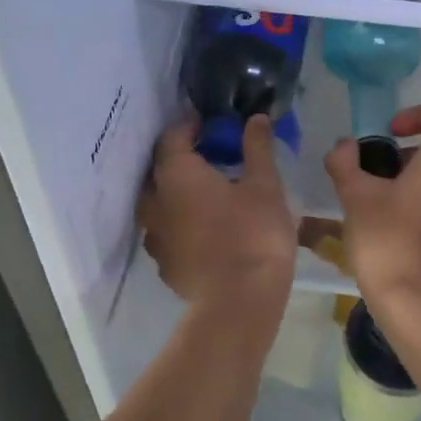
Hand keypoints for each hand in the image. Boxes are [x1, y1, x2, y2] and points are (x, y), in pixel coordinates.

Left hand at [139, 115, 295, 327]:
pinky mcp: (165, 264)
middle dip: (181, 158)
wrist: (239, 302)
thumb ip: (257, 148)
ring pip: (160, 203)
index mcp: (176, 174)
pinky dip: (181, 222)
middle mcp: (156, 202)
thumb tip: (255, 118)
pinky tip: (204, 227)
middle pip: (160, 169)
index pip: (172, 137)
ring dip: (177, 192)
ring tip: (206, 191)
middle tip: (210, 154)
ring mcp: (156, 237)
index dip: (190, 126)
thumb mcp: (264, 185)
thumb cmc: (254, 234)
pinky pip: (167, 232)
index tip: (210, 123)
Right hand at [323, 103, 420, 342]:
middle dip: (414, 153)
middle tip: (380, 172)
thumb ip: (346, 162)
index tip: (391, 132)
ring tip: (387, 201)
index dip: (418, 115)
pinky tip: (403, 228)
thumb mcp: (355, 196)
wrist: (420, 306)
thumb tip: (343, 146)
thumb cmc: (388, 240)